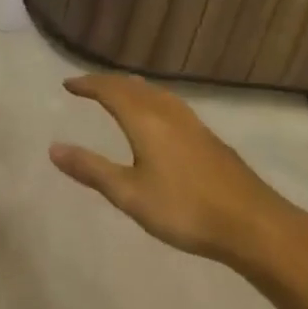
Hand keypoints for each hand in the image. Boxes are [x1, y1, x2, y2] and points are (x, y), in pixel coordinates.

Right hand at [49, 74, 303, 267]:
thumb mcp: (130, 195)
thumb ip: (91, 170)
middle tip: (88, 86)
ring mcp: (192, 123)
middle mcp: (166, 112)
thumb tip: (53, 148)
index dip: (87, 84)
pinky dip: (152, 99)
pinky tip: (159, 118)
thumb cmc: (185, 209)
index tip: (68, 84)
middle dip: (107, 83)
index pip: (109, 90)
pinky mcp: (209, 138)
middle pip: (132, 86)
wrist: (254, 225)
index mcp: (144, 120)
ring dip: (132, 88)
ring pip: (155, 93)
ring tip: (120, 93)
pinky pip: (170, 104)